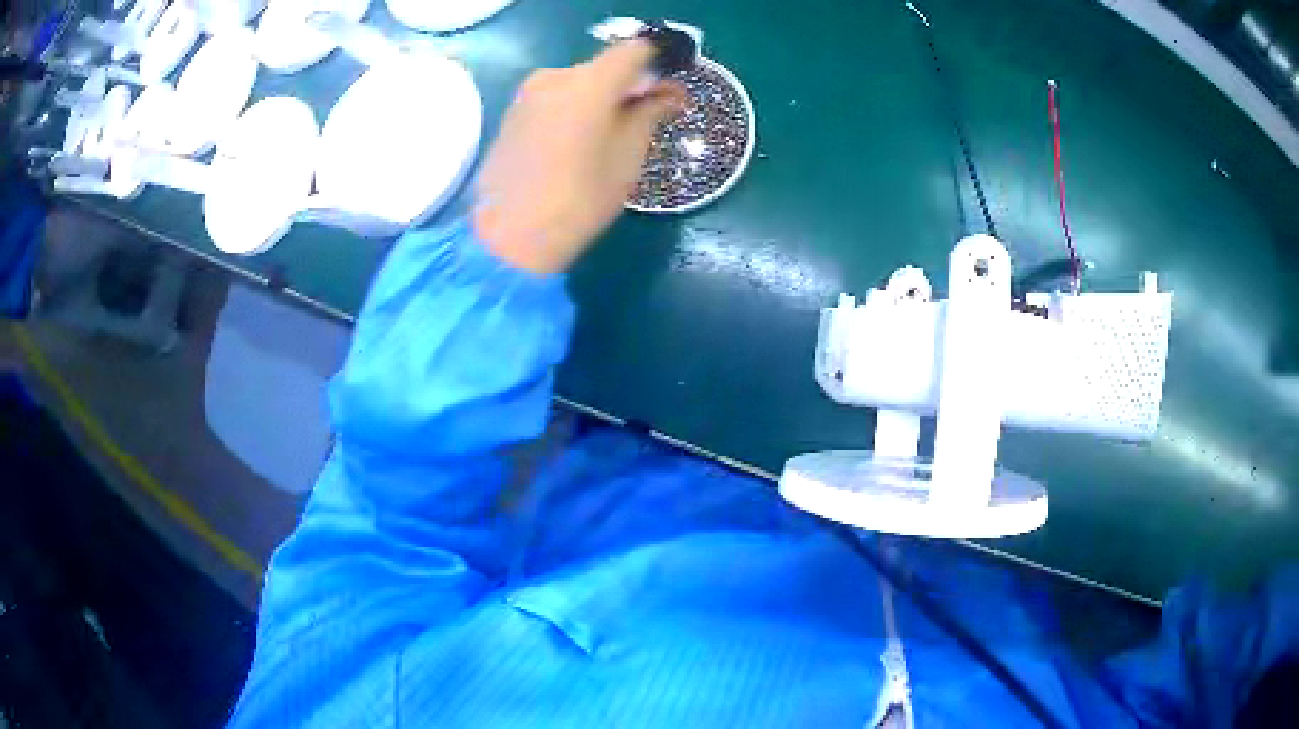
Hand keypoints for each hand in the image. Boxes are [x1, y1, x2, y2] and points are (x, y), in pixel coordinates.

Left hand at [472, 40, 685, 273]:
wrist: (509, 239)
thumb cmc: (579, 200)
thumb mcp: (628, 158)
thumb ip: (650, 114)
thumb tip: (669, 93)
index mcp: (588, 83)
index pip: (635, 50)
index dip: (659, 62)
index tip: (671, 88)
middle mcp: (554, 77)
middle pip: (605, 66)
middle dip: (630, 84)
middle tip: (648, 116)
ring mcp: (528, 94)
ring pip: (579, 83)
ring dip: (602, 98)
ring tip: (612, 135)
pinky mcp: (512, 113)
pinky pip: (556, 98)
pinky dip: (576, 109)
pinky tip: (579, 142)